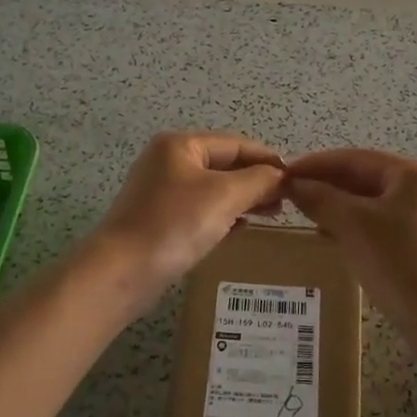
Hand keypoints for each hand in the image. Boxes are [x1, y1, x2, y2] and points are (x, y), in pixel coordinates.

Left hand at [90, 131, 285, 294]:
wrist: (120, 273)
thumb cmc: (174, 225)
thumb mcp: (224, 196)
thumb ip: (258, 180)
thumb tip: (281, 175)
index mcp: (181, 145)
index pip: (236, 144)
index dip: (268, 159)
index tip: (296, 179)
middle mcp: (168, 161)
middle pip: (224, 164)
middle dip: (256, 180)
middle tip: (286, 201)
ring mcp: (160, 191)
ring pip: (213, 188)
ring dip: (242, 198)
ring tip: (270, 214)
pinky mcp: (158, 219)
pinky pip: (200, 209)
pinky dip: (223, 215)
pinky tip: (241, 228)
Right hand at [284, 149, 416, 320]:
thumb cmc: (398, 262)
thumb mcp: (352, 225)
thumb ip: (320, 198)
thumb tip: (292, 183)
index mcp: (411, 173)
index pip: (353, 159)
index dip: (315, 164)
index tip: (282, 174)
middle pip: (363, 178)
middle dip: (326, 186)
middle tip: (289, 195)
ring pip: (370, 202)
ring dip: (337, 206)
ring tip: (305, 215)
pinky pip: (379, 224)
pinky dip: (354, 226)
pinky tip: (331, 237)